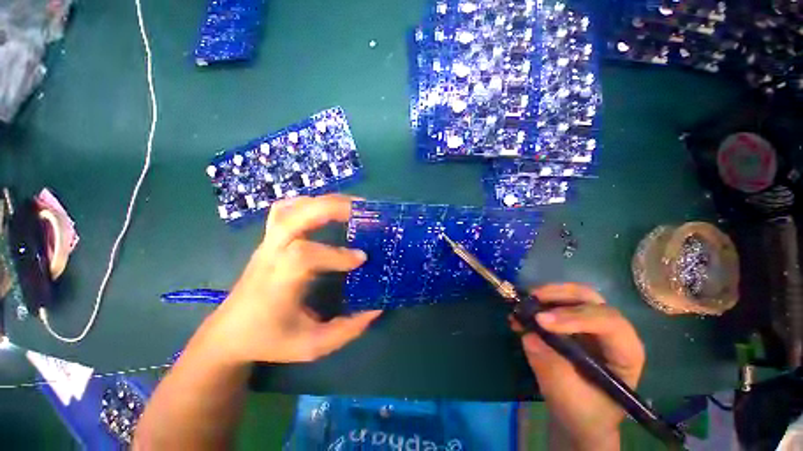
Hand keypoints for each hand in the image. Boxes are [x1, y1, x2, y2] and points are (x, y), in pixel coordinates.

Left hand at [208, 194, 380, 363]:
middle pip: (296, 216)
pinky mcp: (270, 239)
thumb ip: (346, 330)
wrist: (228, 333)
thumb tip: (376, 309)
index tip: (362, 259)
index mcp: (277, 282)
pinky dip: (309, 203)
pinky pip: (286, 210)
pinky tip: (326, 210)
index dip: (336, 254)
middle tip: (363, 210)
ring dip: (324, 202)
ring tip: (351, 206)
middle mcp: (271, 255)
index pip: (304, 255)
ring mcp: (268, 243)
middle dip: (332, 208)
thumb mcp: (311, 346)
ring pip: (291, 208)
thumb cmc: (269, 340)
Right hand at [511, 284, 644, 449]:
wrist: (578, 414)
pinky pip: (556, 303)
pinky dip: (537, 303)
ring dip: (546, 295)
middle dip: (559, 295)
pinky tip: (520, 314)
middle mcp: (611, 331)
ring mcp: (591, 324)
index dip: (575, 317)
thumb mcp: (568, 397)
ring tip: (522, 304)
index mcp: (624, 352)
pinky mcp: (572, 322)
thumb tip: (529, 335)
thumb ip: (551, 367)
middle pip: (590, 299)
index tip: (541, 322)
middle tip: (531, 299)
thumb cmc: (583, 412)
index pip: (608, 322)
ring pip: (572, 295)